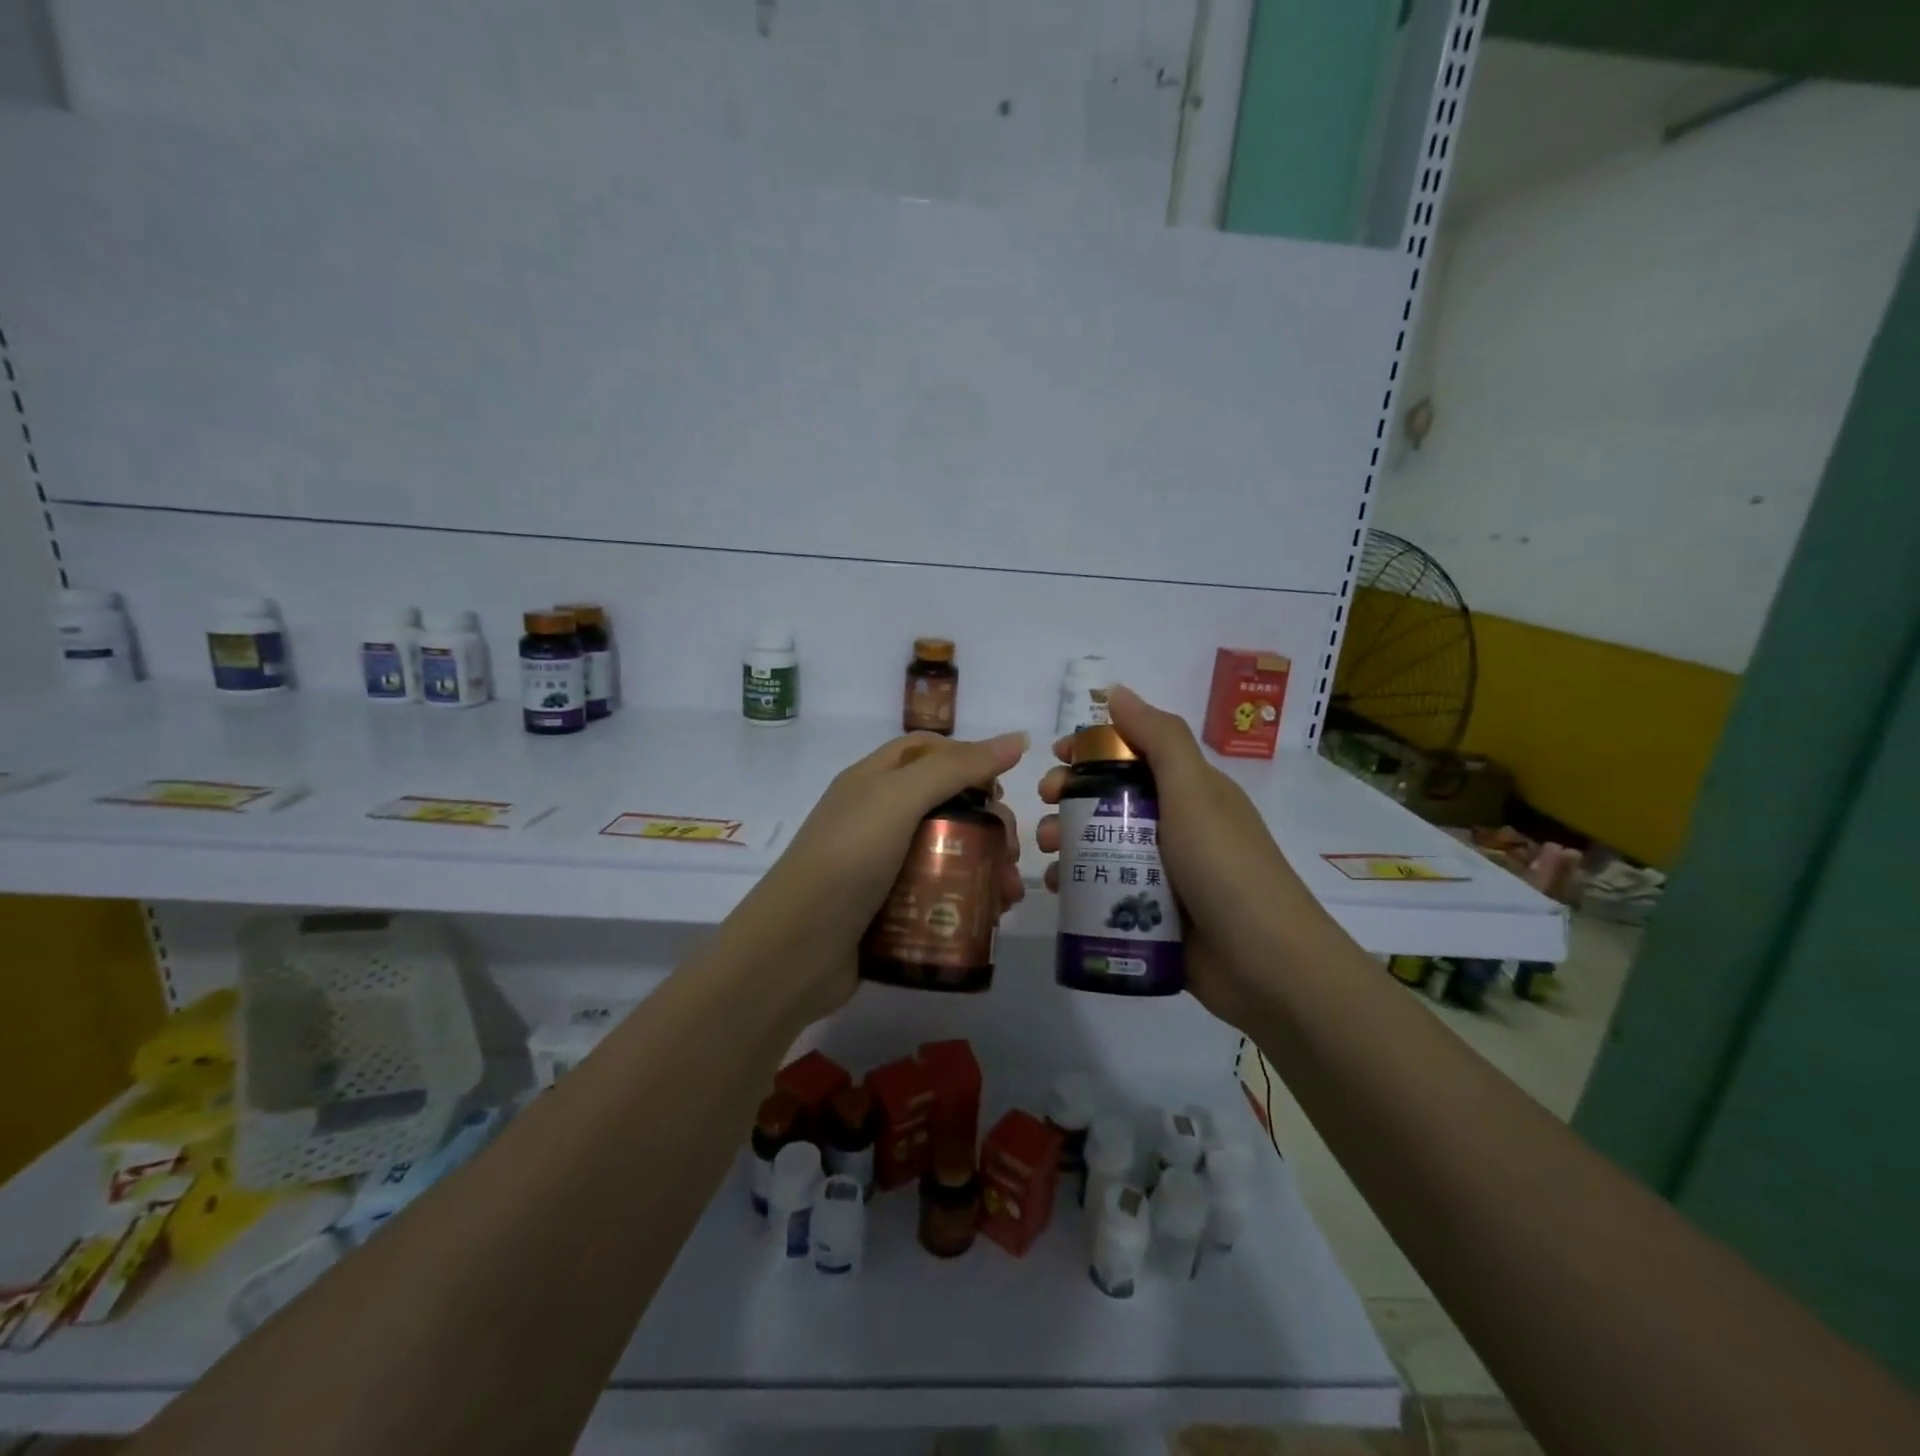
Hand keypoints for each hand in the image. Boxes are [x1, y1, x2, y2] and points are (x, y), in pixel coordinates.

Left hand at [717, 731, 1028, 1025]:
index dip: (968, 760)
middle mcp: (877, 818)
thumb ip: (957, 767)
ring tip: (1008, 894)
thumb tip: (1019, 738)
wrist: (795, 950)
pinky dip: (966, 900)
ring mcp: (881, 867)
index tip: (1000, 790)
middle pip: (944, 805)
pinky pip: (937, 894)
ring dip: (985, 866)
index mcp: (873, 781)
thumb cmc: (848, 859)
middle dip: (986, 823)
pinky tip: (990, 917)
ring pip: (946, 853)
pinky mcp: (888, 910)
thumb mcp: (899, 799)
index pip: (927, 751)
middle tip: (1011, 851)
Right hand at [1036, 686, 1315, 1029]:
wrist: (1266, 964)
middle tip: (1046, 803)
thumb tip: (1117, 692)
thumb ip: (1159, 738)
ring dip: (1068, 839)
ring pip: (1103, 844)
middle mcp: (1175, 826)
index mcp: (1189, 791)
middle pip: (1112, 798)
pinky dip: (1077, 884)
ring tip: (1048, 852)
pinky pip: (1105, 888)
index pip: (1135, 754)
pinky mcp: (1152, 913)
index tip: (1058, 755)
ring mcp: (1163, 872)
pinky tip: (1057, 890)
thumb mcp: (1195, 792)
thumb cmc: (1225, 866)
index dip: (1095, 748)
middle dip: (1072, 795)